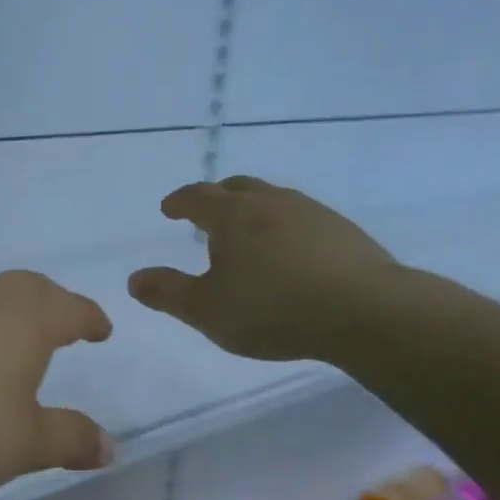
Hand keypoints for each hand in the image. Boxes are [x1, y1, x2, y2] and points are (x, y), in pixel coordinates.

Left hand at [0, 271, 113, 494]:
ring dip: (0, 314)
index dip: (90, 320)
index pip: (72, 309)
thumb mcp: (19, 445)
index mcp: (26, 318)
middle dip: (50, 306)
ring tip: (2, 341)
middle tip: (59, 325)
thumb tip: (109, 445)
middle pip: (29, 290)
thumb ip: (67, 441)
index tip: (101, 329)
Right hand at [128, 176, 397, 360]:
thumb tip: (134, 279)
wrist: (365, 312)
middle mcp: (272, 203)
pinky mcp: (344, 232)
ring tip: (248, 236)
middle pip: (239, 188)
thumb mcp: (207, 310)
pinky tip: (291, 254)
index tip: (169, 208)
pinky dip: (285, 228)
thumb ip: (168, 293)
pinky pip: (303, 220)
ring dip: (254, 211)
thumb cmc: (272, 309)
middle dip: (218, 197)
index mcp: (234, 216)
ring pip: (274, 200)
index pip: (198, 197)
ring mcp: (313, 213)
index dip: (180, 201)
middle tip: (207, 214)